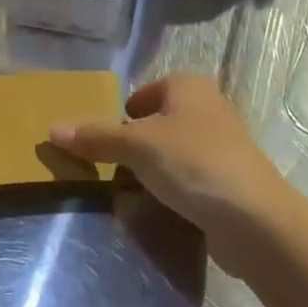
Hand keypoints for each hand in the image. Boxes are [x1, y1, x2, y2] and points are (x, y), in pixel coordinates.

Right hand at [50, 74, 287, 246]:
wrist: (255, 220)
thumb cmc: (193, 163)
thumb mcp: (136, 146)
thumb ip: (96, 137)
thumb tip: (52, 130)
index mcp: (187, 86)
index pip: (141, 94)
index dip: (120, 116)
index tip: (103, 144)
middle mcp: (207, 107)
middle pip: (156, 123)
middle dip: (134, 145)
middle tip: (111, 169)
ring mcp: (222, 144)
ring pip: (172, 152)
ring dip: (153, 170)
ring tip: (133, 192)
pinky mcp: (229, 179)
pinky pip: (189, 178)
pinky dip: (174, 190)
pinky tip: (162, 208)